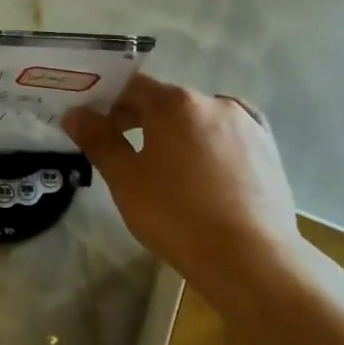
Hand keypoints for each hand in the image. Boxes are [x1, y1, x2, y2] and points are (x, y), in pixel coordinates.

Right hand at [64, 74, 301, 282]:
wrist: (250, 257)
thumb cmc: (177, 215)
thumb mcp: (126, 180)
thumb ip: (98, 140)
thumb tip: (75, 113)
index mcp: (174, 103)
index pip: (132, 87)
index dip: (109, 102)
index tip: (96, 126)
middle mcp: (212, 101)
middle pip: (167, 101)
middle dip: (141, 119)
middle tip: (123, 150)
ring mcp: (246, 123)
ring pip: (200, 117)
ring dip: (179, 131)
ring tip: (168, 166)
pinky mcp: (268, 148)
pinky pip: (230, 133)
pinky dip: (213, 141)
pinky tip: (208, 162)